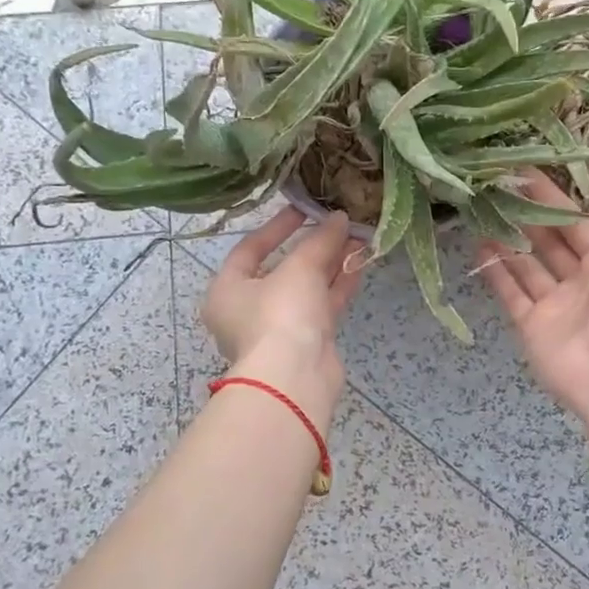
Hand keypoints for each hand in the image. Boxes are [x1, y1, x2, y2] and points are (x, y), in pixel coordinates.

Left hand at [204, 207, 363, 422]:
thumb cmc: (280, 315)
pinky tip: (360, 263)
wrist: (295, 379)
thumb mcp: (299, 269)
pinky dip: (339, 285)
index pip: (250, 248)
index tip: (304, 209)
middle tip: (338, 223)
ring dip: (331, 263)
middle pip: (282, 268)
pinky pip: (322, 305)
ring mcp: (279, 328)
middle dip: (313, 245)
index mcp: (227, 290)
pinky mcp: (306, 342)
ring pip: (307, 288)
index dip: (278, 226)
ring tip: (357, 238)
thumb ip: (320, 240)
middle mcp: (248, 309)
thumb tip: (339, 218)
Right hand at [474, 177, 588, 446]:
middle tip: (499, 189)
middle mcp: (578, 283)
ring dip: (507, 241)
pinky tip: (478, 245)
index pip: (576, 226)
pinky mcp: (529, 325)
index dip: (554, 200)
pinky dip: (495, 271)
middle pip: (548, 243)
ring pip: (525, 266)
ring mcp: (552, 305)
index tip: (528, 175)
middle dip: (526, 218)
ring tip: (483, 212)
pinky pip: (510, 293)